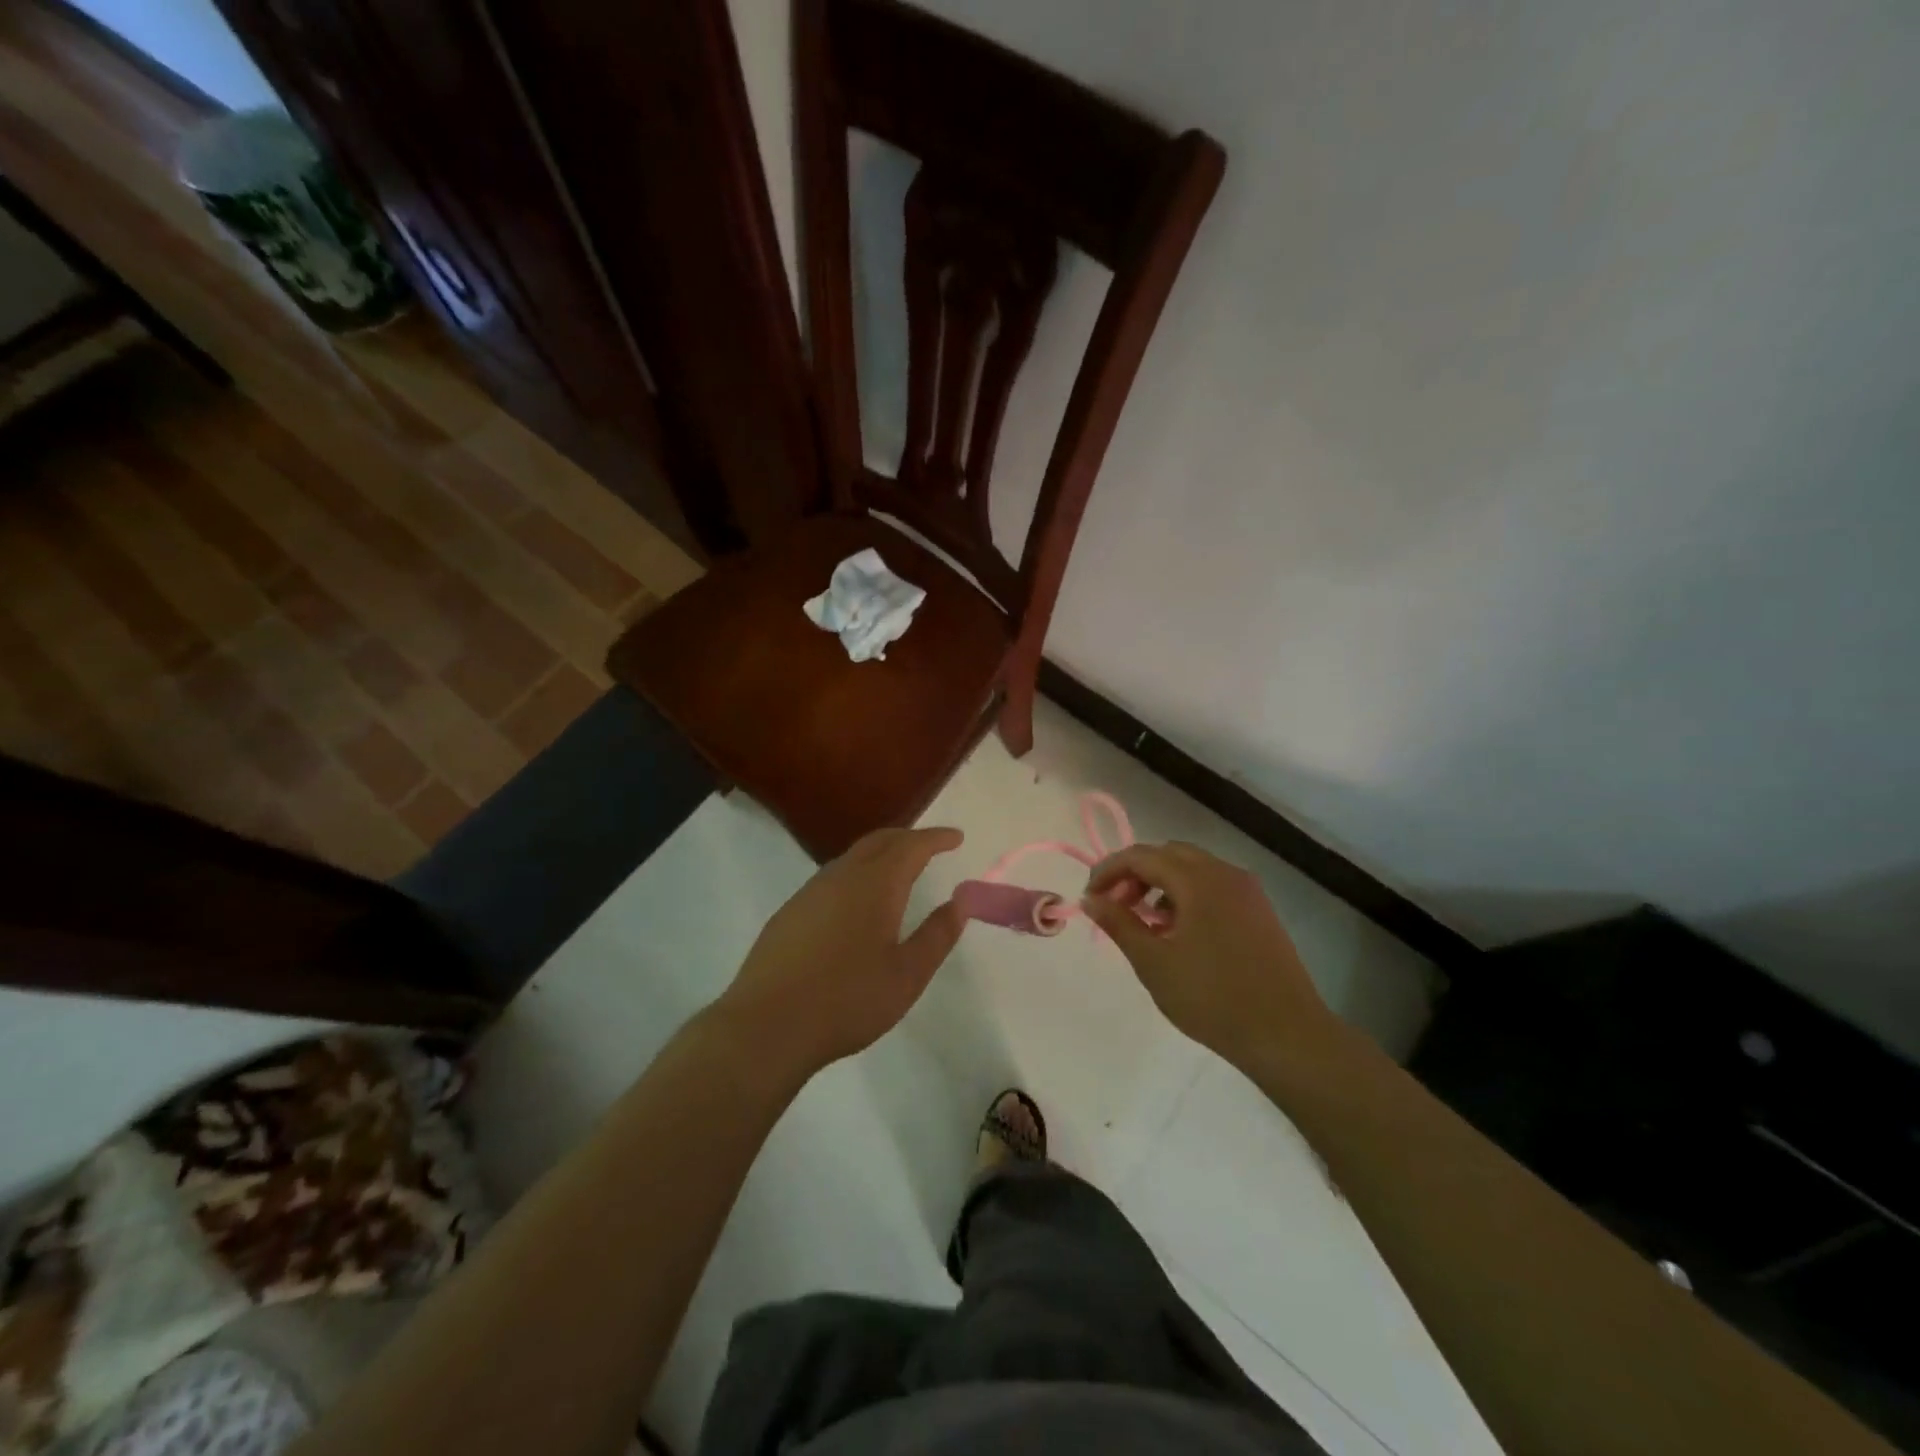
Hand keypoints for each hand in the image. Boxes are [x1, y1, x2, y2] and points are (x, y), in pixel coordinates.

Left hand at [714, 827, 966, 1077]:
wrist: (767, 1026)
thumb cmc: (847, 1000)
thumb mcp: (907, 975)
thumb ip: (937, 935)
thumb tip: (959, 902)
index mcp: (875, 885)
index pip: (911, 846)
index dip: (936, 838)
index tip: (956, 837)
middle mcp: (841, 876)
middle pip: (879, 841)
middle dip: (908, 838)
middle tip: (930, 846)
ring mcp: (809, 892)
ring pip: (851, 857)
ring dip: (880, 854)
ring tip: (898, 870)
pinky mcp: (789, 912)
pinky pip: (831, 878)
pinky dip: (856, 874)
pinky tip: (857, 903)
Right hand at [1082, 841, 1337, 1069]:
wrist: (1287, 1035)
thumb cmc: (1212, 998)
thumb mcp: (1154, 963)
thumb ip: (1119, 924)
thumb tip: (1091, 899)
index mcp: (1198, 880)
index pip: (1141, 856)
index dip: (1109, 871)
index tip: (1089, 898)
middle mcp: (1225, 873)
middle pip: (1168, 854)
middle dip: (1135, 874)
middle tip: (1115, 907)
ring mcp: (1247, 891)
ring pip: (1193, 869)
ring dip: (1161, 884)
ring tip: (1145, 923)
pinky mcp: (1260, 911)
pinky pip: (1214, 886)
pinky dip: (1187, 895)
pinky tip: (1179, 932)